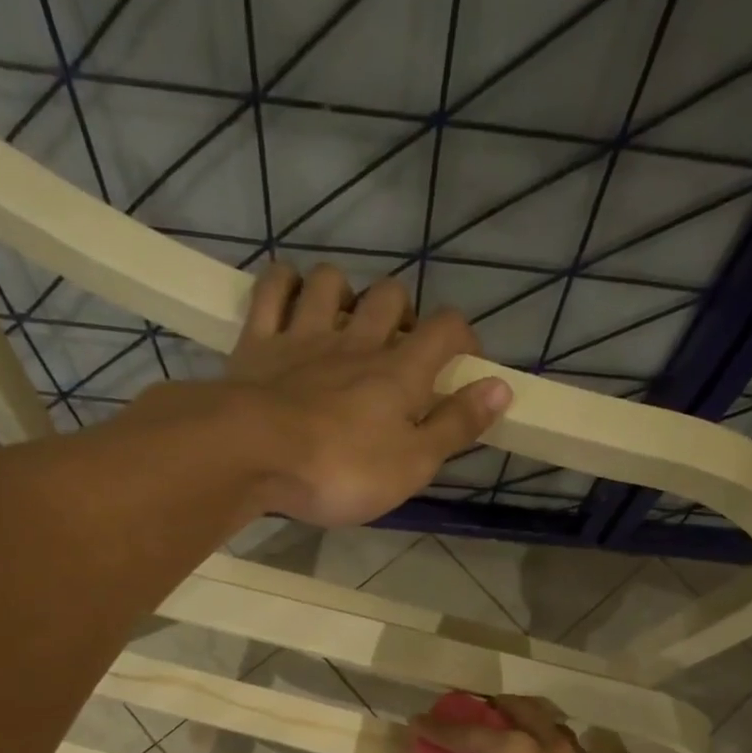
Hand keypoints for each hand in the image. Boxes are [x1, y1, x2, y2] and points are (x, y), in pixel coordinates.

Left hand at [225, 263, 512, 526]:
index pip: (446, 329)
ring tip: (346, 323)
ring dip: (346, 293)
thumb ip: (456, 425)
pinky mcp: (258, 341)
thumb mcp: (412, 464)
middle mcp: (356, 341)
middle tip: (399, 350)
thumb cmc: (339, 470)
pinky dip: (286, 284)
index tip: (464, 361)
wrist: (250, 454)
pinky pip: (273, 289)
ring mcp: (304, 335)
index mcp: (399, 372)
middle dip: (404, 313)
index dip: (463, 337)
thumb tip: (501, 387)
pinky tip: (291, 297)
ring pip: (333, 282)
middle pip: (391, 296)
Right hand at [412, 695, 623, 752]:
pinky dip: (544, 746)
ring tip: (503, 739)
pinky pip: (565, 747)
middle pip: (515, 708)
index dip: (437, 728)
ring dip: (522, 723)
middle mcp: (546, 744)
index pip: (465, 732)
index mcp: (511, 752)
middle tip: (469, 723)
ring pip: (546, 721)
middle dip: (489, 710)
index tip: (417, 722)